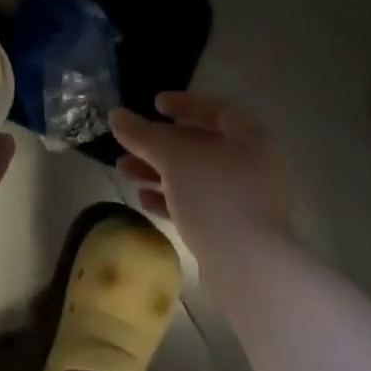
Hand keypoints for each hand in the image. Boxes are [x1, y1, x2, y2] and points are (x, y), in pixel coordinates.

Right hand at [110, 93, 292, 260]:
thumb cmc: (214, 196)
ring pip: (196, 176)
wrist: (250, 267)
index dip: (185, 103)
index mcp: (250, 138)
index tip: (154, 105)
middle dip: (160, 144)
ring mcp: (247, 201)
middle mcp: (253, 165)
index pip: (218, 108)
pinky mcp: (237, 231)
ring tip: (124, 173)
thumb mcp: (172, 157)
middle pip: (202, 144)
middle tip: (129, 145)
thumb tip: (117, 116)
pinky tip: (144, 202)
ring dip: (159, 172)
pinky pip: (200, 205)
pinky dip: (172, 198)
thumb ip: (143, 134)